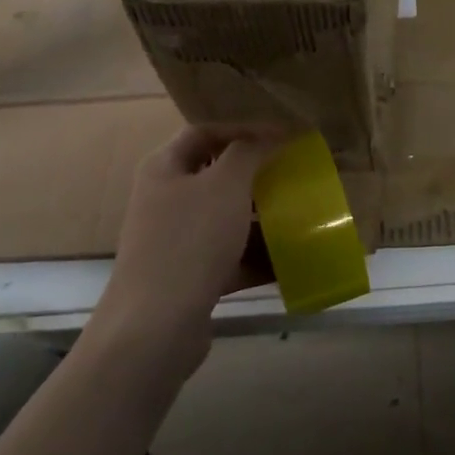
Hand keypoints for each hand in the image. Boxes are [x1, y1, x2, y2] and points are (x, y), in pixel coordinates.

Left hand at [92, 125, 281, 376]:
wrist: (156, 325)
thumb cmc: (190, 240)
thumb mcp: (226, 185)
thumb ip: (249, 152)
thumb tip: (267, 137)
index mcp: (164, 168)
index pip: (204, 133)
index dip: (243, 130)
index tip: (283, 138)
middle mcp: (165, 200)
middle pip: (216, 177)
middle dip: (256, 177)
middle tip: (293, 177)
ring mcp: (175, 241)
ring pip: (225, 219)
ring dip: (261, 218)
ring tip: (298, 217)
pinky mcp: (188, 277)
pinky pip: (229, 257)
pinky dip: (256, 257)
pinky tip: (290, 262)